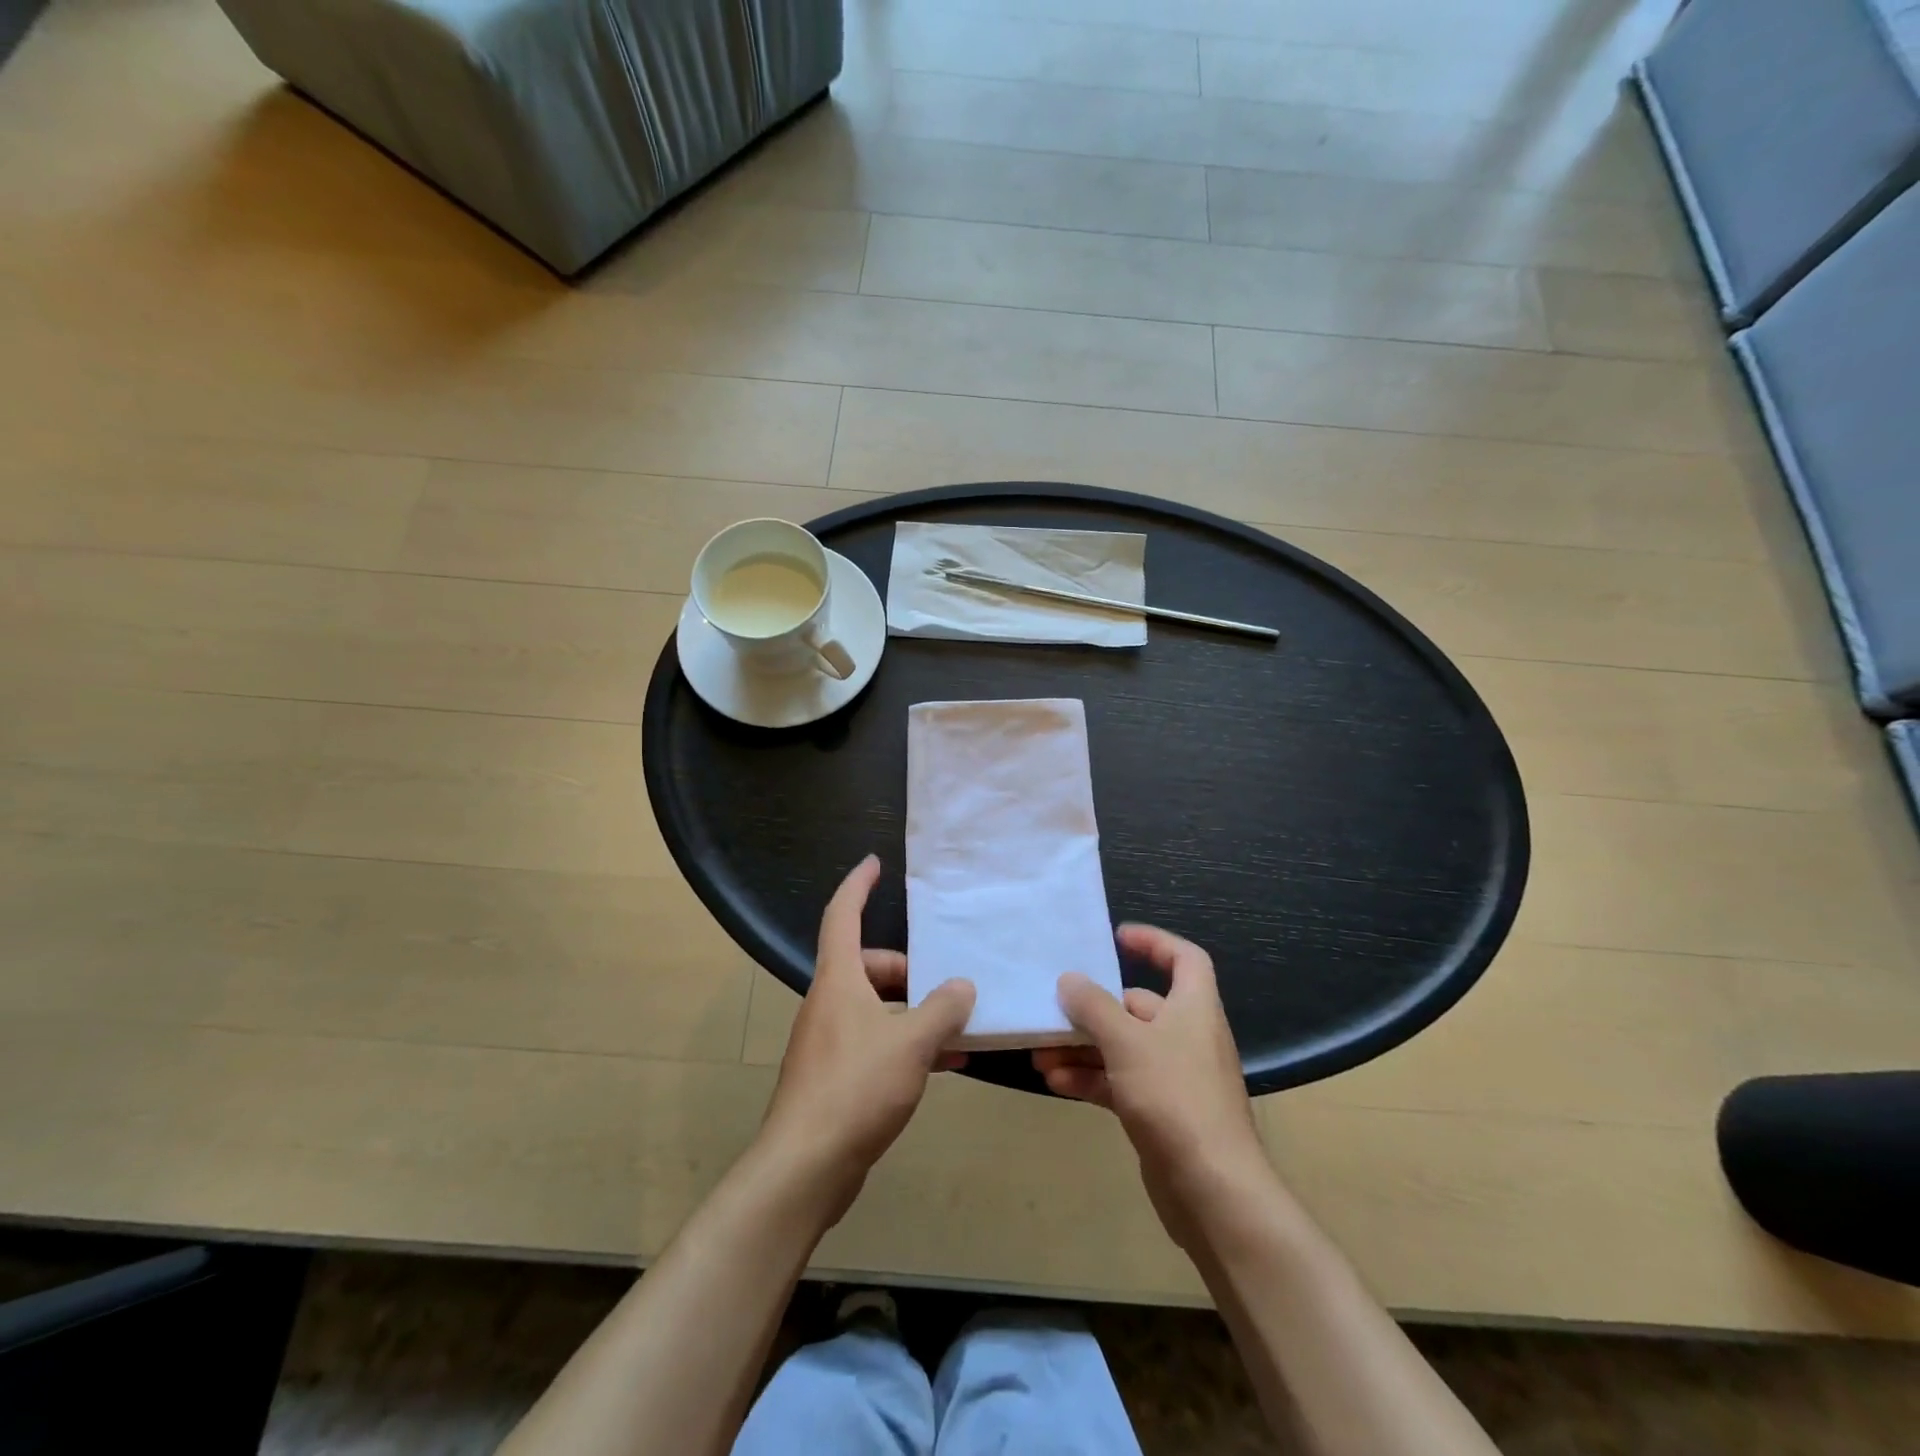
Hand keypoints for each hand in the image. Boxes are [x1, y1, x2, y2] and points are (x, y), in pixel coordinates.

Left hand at [758, 856, 975, 1220]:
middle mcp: (829, 1003)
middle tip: (948, 985)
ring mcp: (830, 1041)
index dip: (857, 885)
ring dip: (915, 1013)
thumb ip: (942, 1009)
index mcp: (838, 980)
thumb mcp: (911, 1043)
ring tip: (959, 1028)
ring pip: (877, 1008)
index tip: (875, 863)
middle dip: (909, 971)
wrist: (805, 1168)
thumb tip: (963, 986)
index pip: (842, 915)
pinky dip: (907, 1045)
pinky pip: (877, 1043)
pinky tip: (945, 1065)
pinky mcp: (835, 1077)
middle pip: (868, 966)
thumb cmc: (855, 1088)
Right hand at [1034, 924, 1272, 1243]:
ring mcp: (1175, 1077)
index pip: (1185, 958)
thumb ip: (1094, 1007)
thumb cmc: (1174, 1097)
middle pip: (1140, 1007)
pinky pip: (1121, 1082)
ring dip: (1083, 1049)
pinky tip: (1055, 1083)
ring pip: (1124, 1048)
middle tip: (1054, 1009)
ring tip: (1041, 1053)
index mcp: (1194, 1008)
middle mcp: (1188, 1036)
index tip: (1117, 938)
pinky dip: (1091, 1079)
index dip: (1154, 942)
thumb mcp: (1127, 1042)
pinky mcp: (1162, 1113)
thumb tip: (1070, 979)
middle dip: (1094, 1009)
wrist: (1213, 1191)